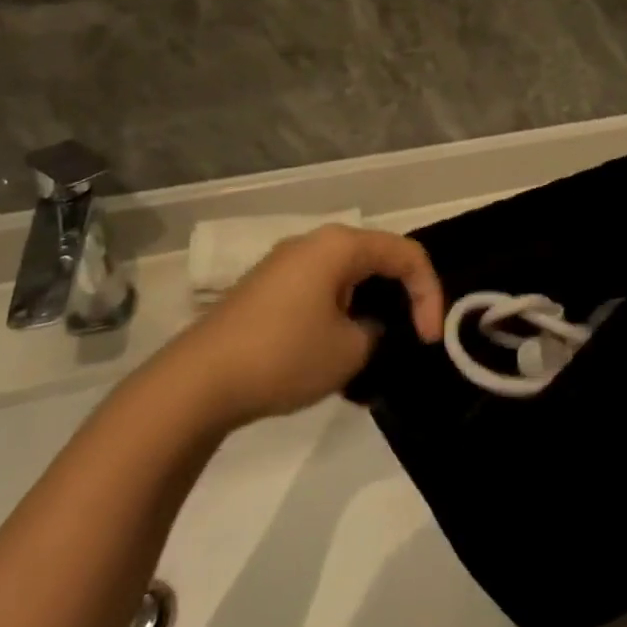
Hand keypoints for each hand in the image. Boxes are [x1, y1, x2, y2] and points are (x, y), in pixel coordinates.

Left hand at [190, 225, 444, 420]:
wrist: (196, 383)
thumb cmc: (283, 356)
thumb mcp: (351, 350)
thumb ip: (378, 331)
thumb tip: (369, 327)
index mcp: (340, 245)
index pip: (407, 255)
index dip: (429, 295)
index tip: (429, 340)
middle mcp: (314, 243)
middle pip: (378, 259)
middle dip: (401, 299)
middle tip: (411, 339)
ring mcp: (286, 264)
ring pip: (349, 277)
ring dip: (370, 309)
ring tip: (375, 352)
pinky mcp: (267, 290)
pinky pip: (321, 291)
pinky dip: (341, 314)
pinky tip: (336, 354)